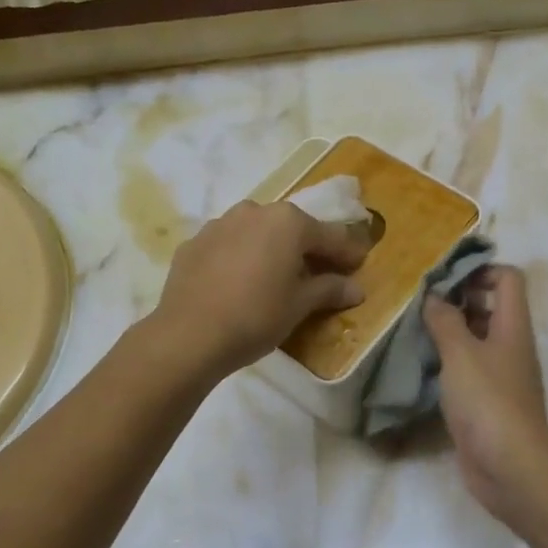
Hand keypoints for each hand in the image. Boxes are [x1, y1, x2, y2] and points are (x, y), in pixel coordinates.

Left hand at [151, 201, 368, 378]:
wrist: (188, 335)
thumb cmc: (256, 316)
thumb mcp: (300, 305)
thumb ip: (329, 290)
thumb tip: (356, 289)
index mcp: (288, 222)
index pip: (329, 236)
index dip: (347, 252)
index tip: (359, 265)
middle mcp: (254, 212)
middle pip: (291, 229)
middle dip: (307, 249)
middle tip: (318, 272)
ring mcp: (219, 224)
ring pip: (256, 233)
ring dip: (270, 250)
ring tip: (275, 277)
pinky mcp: (193, 243)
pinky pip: (228, 246)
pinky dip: (240, 258)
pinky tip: (239, 283)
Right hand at [423, 265, 547, 516]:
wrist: (510, 467)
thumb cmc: (488, 401)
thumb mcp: (460, 353)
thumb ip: (445, 320)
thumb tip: (434, 296)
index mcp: (512, 326)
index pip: (508, 278)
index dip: (480, 270)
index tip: (445, 277)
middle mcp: (511, 345)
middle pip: (491, 306)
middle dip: (458, 299)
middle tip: (421, 303)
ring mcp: (501, 375)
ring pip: (477, 339)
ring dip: (450, 331)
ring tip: (415, 330)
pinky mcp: (488, 402)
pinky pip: (468, 369)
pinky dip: (448, 362)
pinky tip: (422, 366)